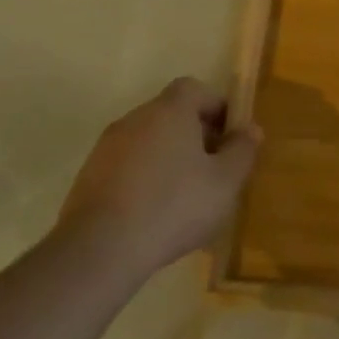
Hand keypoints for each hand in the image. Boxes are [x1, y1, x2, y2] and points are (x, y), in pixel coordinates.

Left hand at [57, 78, 261, 281]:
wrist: (100, 250)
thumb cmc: (174, 206)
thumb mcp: (225, 182)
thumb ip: (242, 150)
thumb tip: (250, 129)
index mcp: (169, 111)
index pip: (194, 88)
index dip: (216, 106)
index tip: (229, 136)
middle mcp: (135, 119)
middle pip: (171, 114)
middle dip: (195, 134)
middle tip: (213, 168)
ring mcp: (106, 148)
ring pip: (148, 141)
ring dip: (169, 157)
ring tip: (185, 195)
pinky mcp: (88, 177)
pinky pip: (127, 165)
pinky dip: (144, 178)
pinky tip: (154, 212)